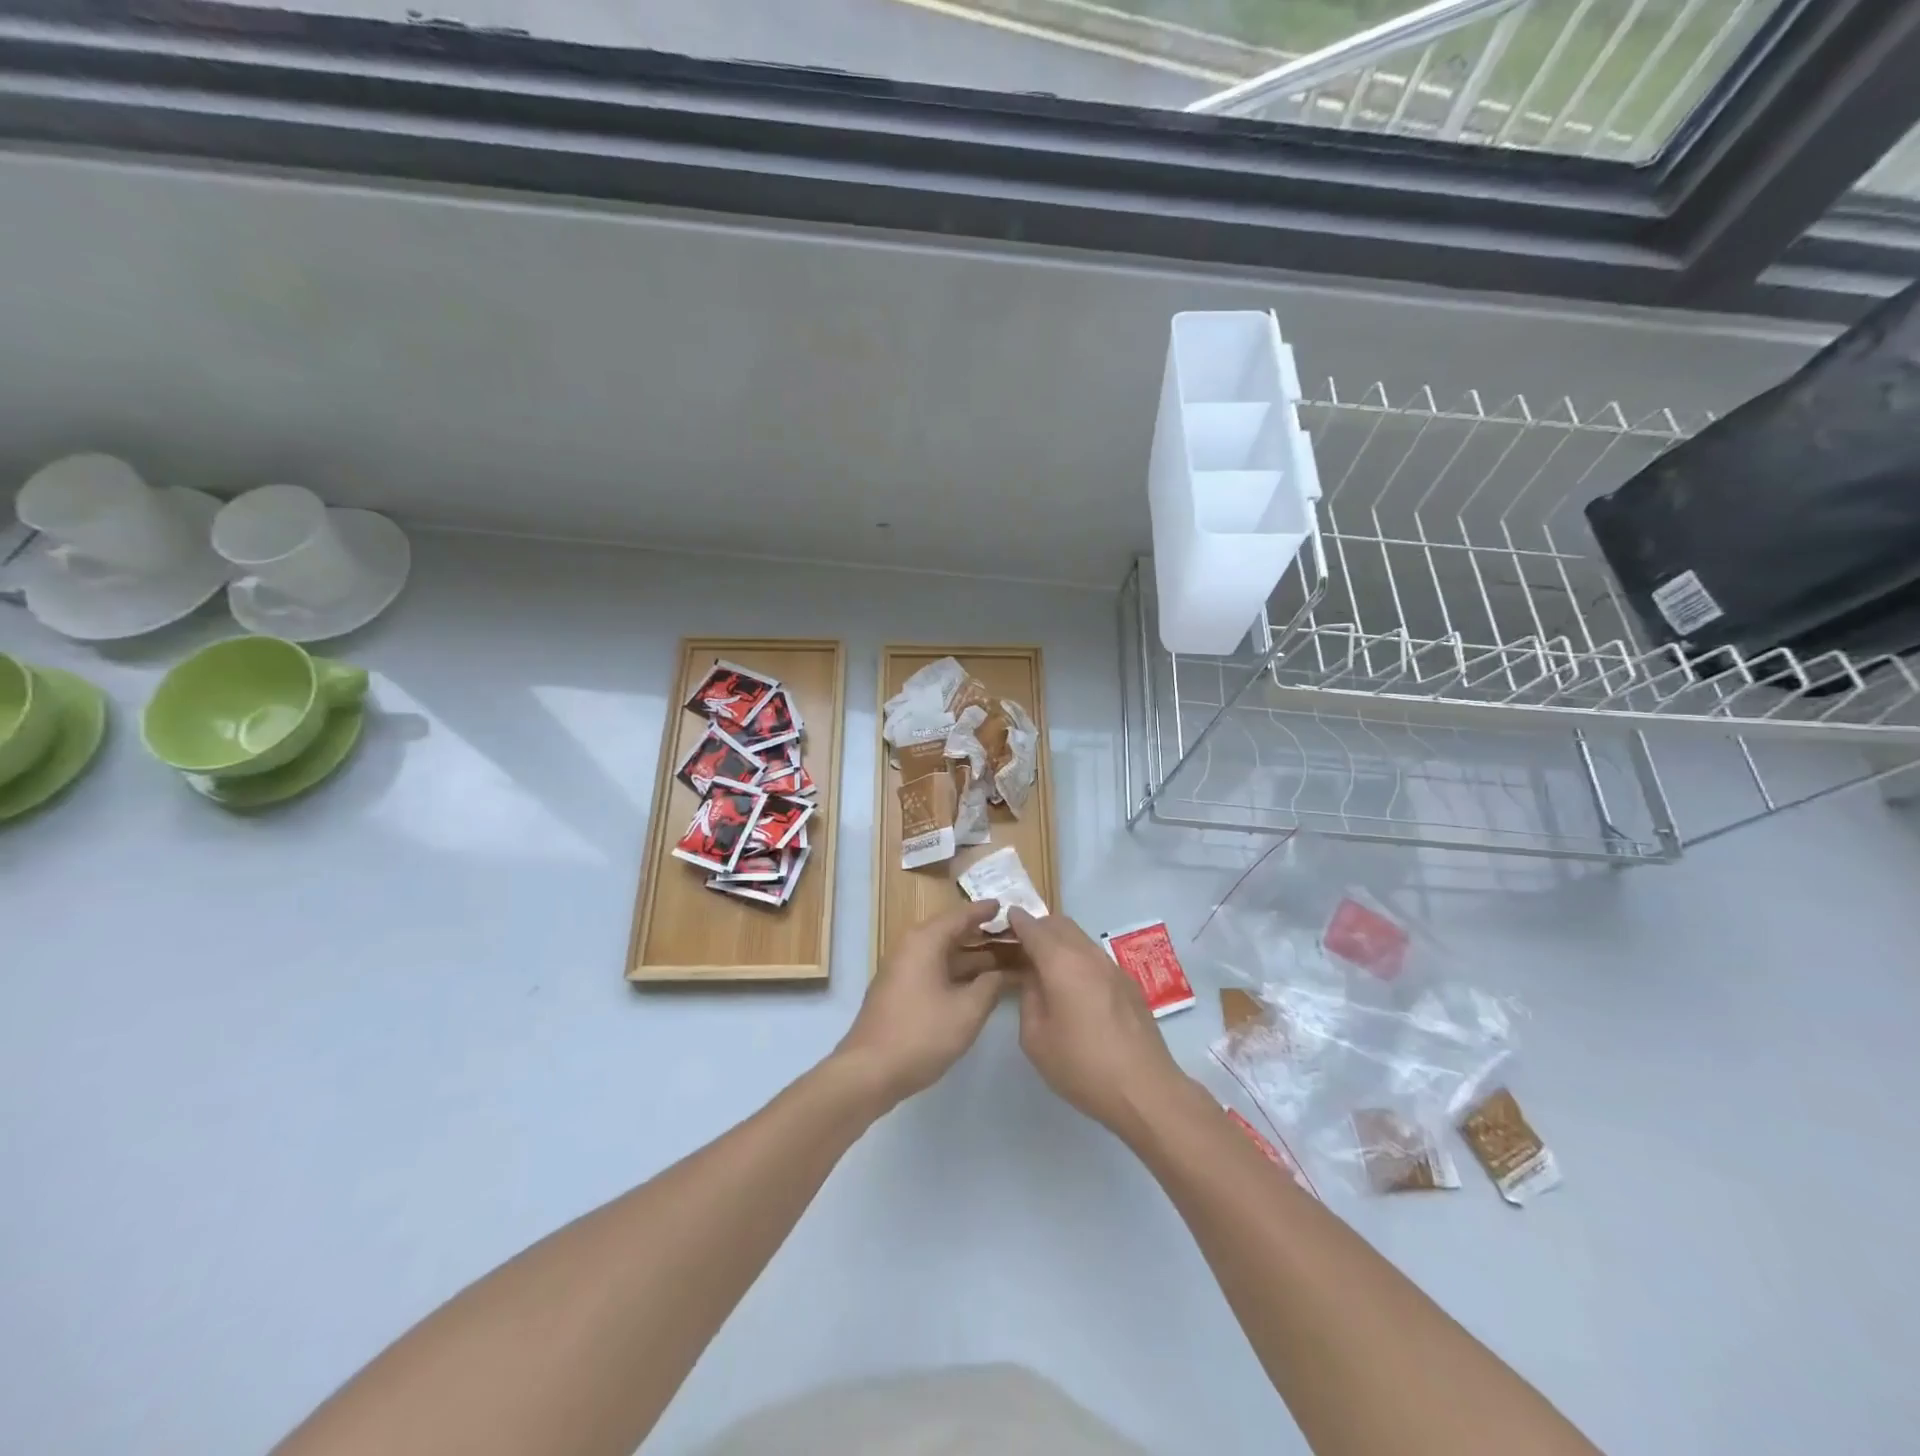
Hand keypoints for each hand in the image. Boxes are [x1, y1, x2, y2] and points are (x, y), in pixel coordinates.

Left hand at [835, 901, 1004, 1105]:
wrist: (869, 1071)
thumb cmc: (921, 1034)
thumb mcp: (967, 1011)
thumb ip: (990, 986)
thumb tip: (1002, 973)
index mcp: (925, 942)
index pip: (960, 916)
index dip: (984, 911)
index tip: (1005, 905)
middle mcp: (910, 948)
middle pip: (950, 932)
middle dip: (981, 935)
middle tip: (1011, 935)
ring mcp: (902, 970)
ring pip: (942, 954)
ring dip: (971, 957)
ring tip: (1003, 961)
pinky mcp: (899, 991)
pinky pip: (933, 970)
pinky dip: (956, 972)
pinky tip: (976, 986)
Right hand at [1008, 908, 1185, 1137]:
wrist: (1144, 1089)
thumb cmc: (1082, 1065)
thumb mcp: (1036, 1038)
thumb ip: (1029, 999)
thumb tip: (1034, 980)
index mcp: (1061, 962)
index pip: (1034, 928)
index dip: (1017, 921)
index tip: (1005, 918)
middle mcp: (1088, 955)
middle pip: (1060, 924)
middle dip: (1039, 927)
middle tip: (1021, 946)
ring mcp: (1113, 967)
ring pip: (1080, 938)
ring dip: (1060, 942)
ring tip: (1046, 966)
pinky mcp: (1128, 983)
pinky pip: (1095, 957)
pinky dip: (1078, 958)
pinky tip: (1074, 986)